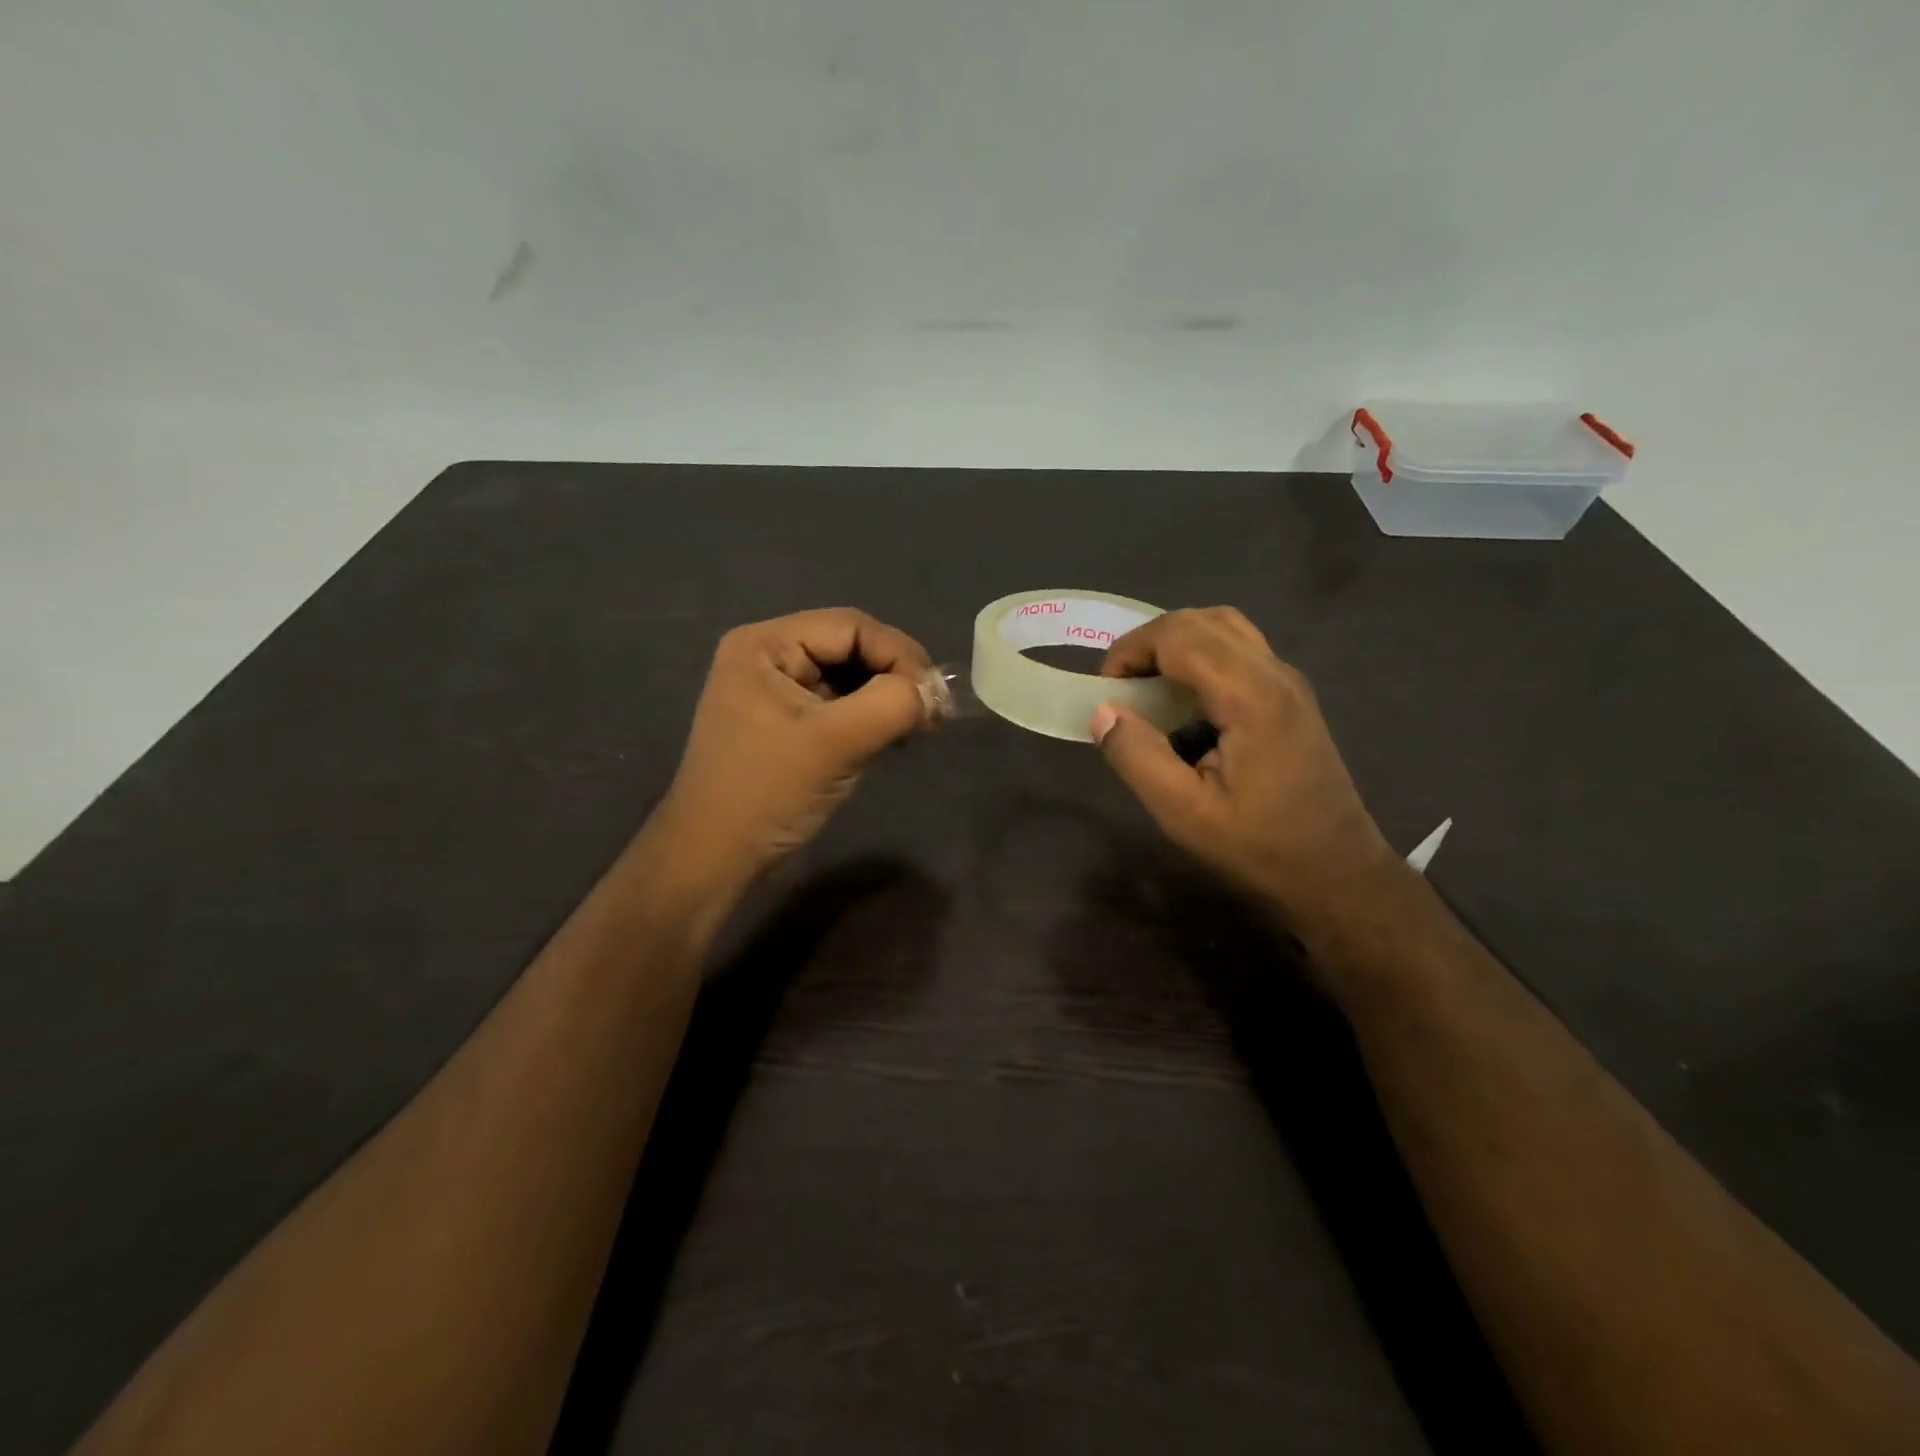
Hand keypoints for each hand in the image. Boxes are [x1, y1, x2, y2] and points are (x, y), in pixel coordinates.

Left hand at [654, 608, 933, 884]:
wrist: (715, 859)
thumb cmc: (768, 793)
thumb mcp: (835, 743)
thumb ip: (892, 704)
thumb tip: (936, 692)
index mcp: (766, 645)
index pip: (850, 627)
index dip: (899, 654)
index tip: (936, 695)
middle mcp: (768, 656)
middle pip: (850, 647)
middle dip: (895, 676)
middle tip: (935, 712)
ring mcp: (776, 691)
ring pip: (849, 678)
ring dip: (886, 698)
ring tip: (919, 727)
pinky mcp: (786, 723)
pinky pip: (839, 705)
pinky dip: (870, 717)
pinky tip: (893, 738)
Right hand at [1090, 607, 1401, 933]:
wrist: (1337, 875)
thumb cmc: (1260, 848)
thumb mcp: (1184, 813)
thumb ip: (1137, 757)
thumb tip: (1102, 712)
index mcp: (1251, 696)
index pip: (1181, 634)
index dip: (1132, 650)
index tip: (1105, 691)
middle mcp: (1275, 674)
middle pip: (1203, 620)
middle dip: (1151, 643)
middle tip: (1122, 687)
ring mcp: (1289, 683)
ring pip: (1226, 629)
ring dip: (1178, 646)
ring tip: (1150, 689)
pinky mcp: (1291, 699)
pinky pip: (1240, 652)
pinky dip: (1202, 660)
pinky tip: (1187, 707)